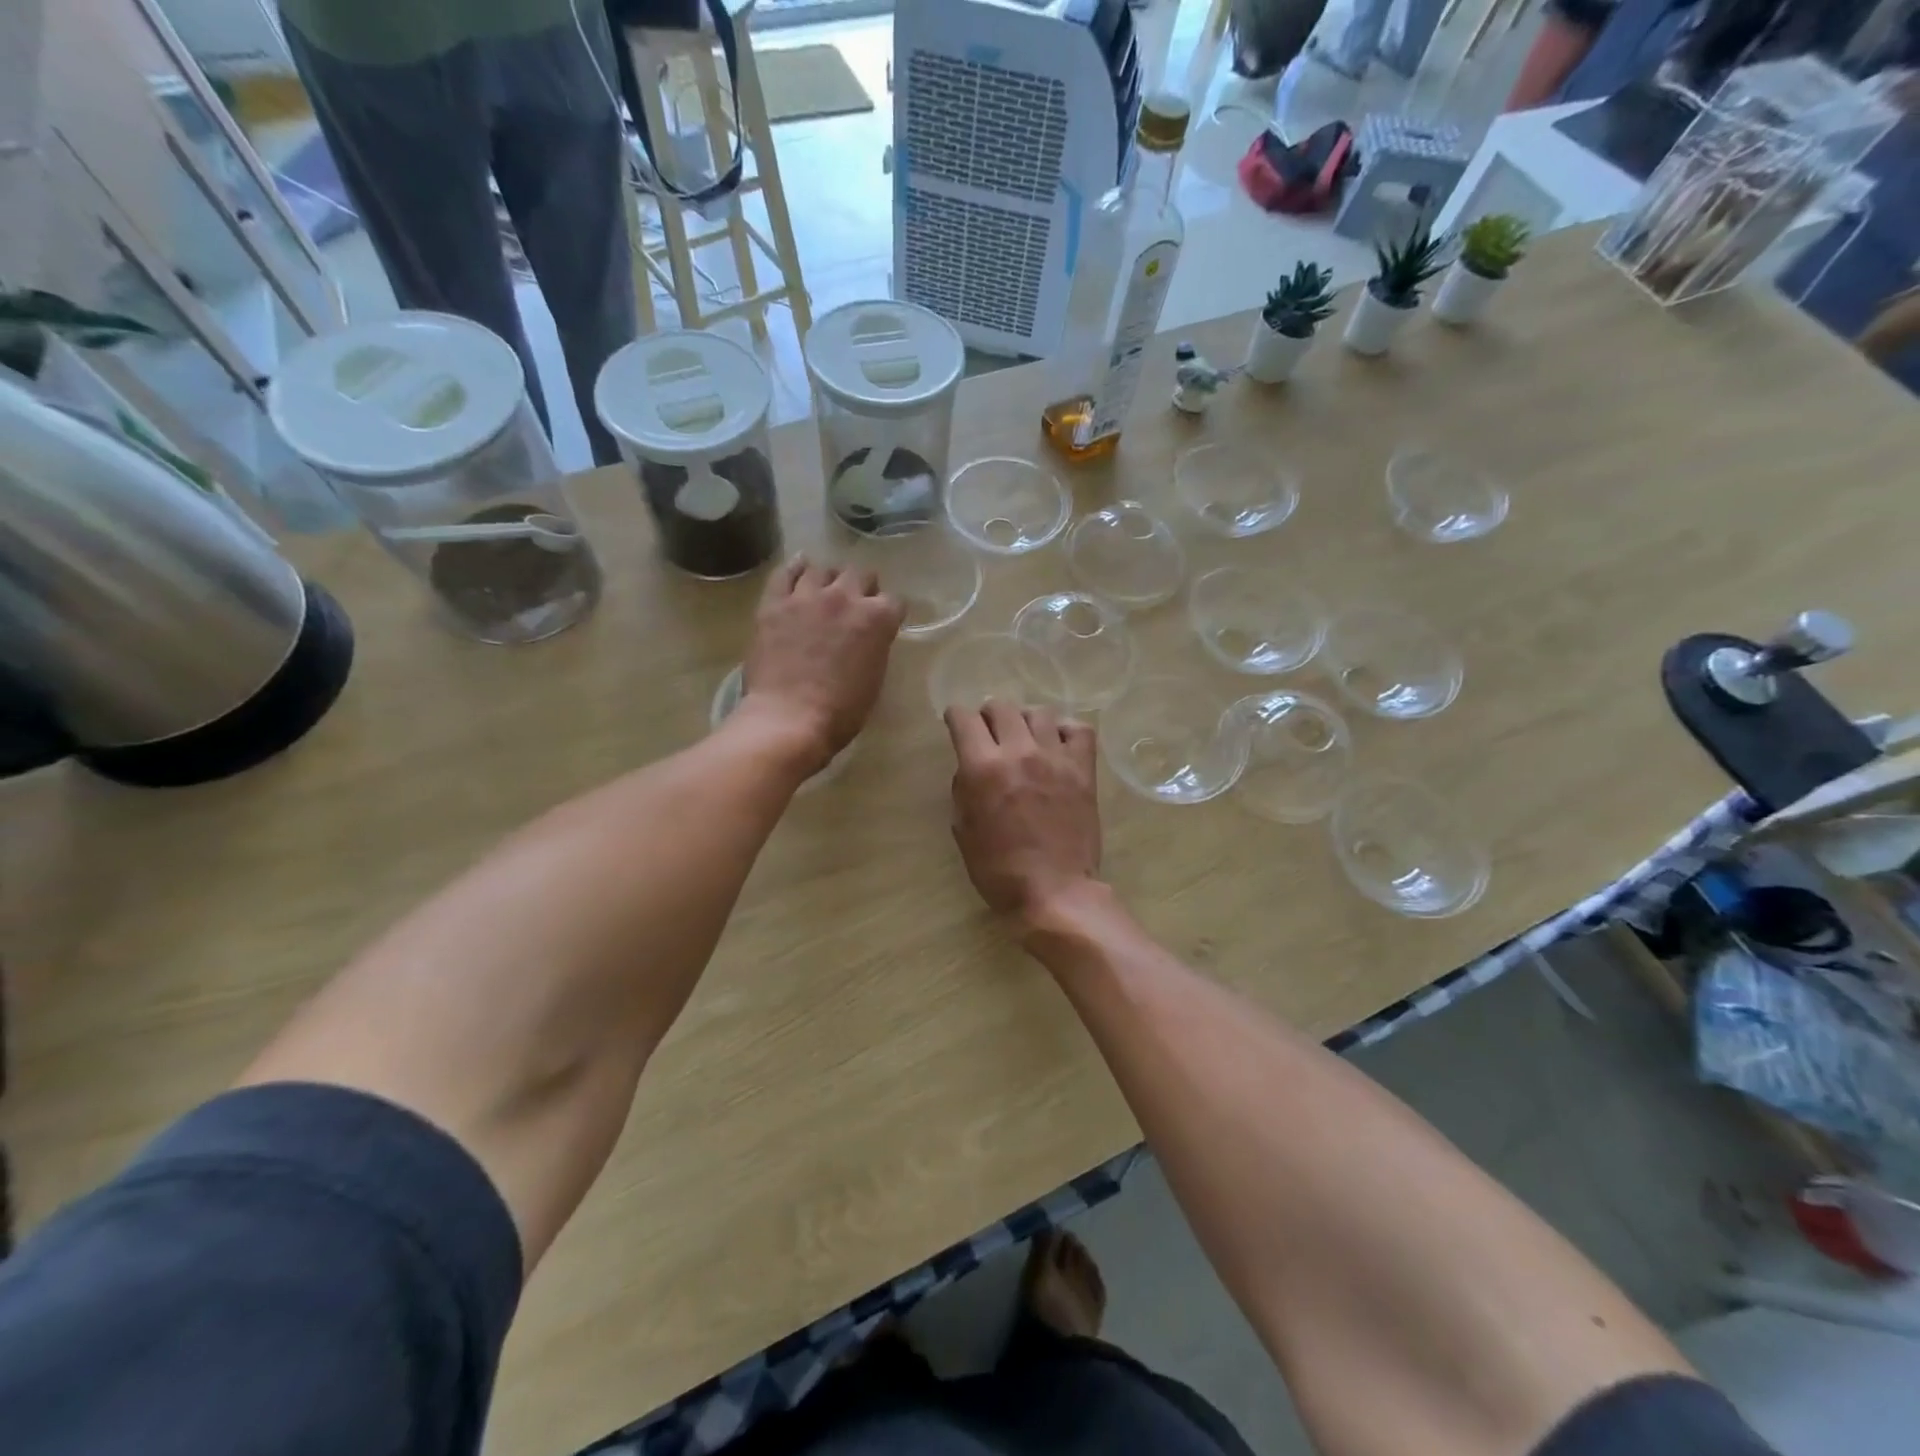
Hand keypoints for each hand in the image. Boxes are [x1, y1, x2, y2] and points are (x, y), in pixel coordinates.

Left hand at [741, 557, 903, 773]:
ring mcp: (807, 597)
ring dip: (829, 580)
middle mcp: (845, 597)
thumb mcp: (874, 678)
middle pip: (860, 575)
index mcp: (877, 619)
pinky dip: (795, 568)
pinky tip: (799, 568)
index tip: (884, 622)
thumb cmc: (841, 712)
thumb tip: (869, 636)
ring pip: (823, 570)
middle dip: (862, 587)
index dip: (889, 612)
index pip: (894, 601)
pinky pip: (785, 573)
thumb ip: (875, 646)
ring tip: (825, 591)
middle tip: (855, 603)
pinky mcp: (774, 604)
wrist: (790, 719)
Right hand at [945, 701, 1101, 929]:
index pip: (964, 718)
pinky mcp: (1083, 770)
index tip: (956, 723)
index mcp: (982, 768)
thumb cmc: (999, 869)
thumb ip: (964, 789)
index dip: (955, 716)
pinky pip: (1079, 730)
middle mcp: (1018, 752)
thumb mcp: (963, 830)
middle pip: (1001, 707)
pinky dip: (1065, 730)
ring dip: (1025, 720)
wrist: (1054, 892)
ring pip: (1039, 712)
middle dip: (988, 715)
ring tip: (1025, 737)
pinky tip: (1057, 745)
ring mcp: (1055, 758)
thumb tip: (971, 768)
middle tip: (990, 732)